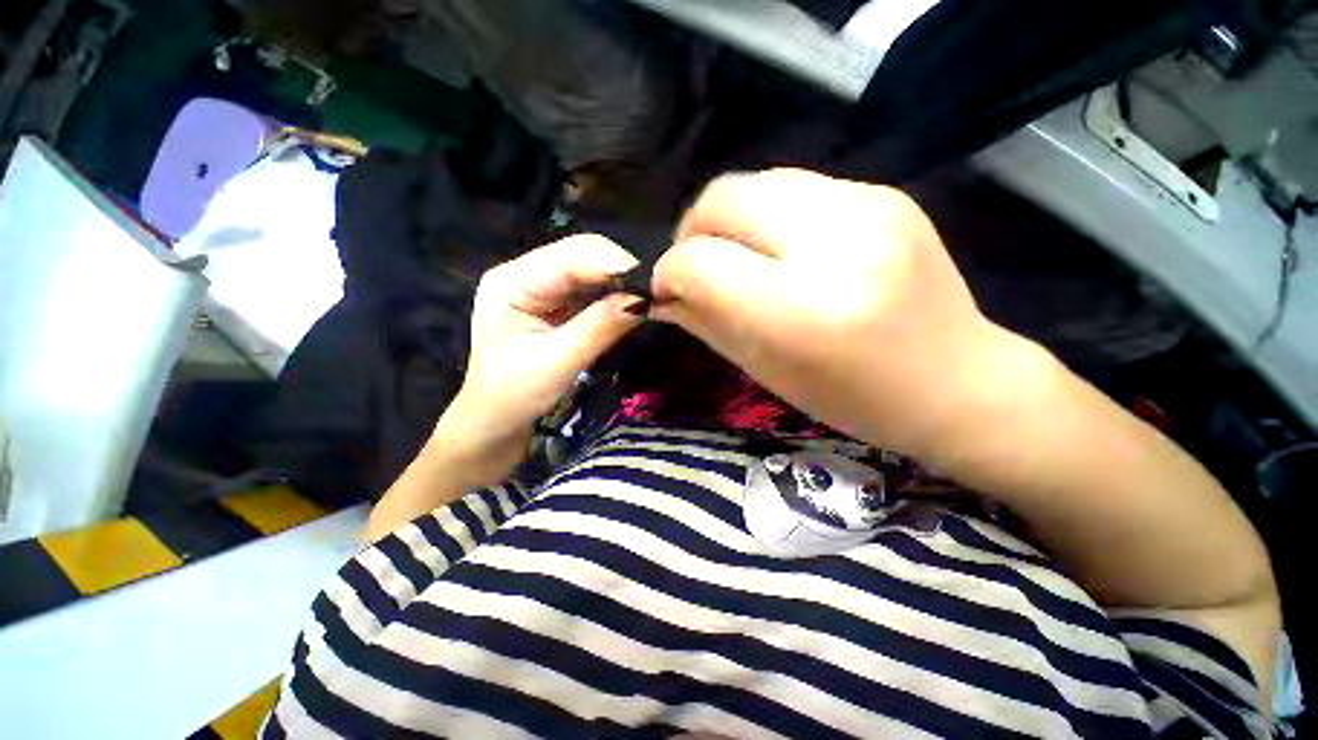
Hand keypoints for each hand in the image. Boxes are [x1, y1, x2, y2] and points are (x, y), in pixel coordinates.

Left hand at [447, 234, 643, 464]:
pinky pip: (594, 290)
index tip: (654, 284)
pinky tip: (632, 306)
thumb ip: (599, 327)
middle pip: (583, 256)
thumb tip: (644, 300)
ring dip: (622, 284)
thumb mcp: (557, 362)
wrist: (497, 421)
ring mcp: (543, 287)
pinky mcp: (558, 303)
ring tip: (650, 299)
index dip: (614, 264)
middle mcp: (526, 273)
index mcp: (512, 281)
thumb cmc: (513, 396)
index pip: (570, 255)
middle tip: (658, 293)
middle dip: (622, 272)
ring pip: (592, 271)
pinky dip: (616, 297)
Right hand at [651, 169, 1033, 464]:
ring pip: (756, 181)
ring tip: (737, 255)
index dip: (668, 272)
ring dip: (729, 219)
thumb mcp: (765, 369)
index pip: (700, 263)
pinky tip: (781, 247)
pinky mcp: (885, 193)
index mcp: (800, 310)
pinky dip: (769, 214)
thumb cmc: (852, 397)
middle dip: (691, 231)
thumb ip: (704, 322)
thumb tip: (660, 292)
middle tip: (695, 265)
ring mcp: (868, 206)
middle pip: (722, 198)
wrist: (957, 381)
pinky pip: (796, 186)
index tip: (664, 288)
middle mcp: (834, 244)